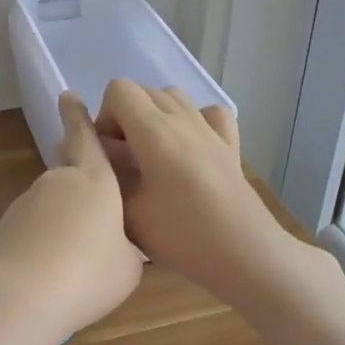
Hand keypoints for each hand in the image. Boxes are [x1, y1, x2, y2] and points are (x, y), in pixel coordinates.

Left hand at [0, 92, 142, 344]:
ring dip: (63, 216)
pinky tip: (52, 269)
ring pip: (51, 200)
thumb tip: (115, 243)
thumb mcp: (129, 265)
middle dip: (77, 170)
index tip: (67, 95)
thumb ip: (126, 245)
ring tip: (78, 254)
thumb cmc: (88, 274)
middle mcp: (57, 182)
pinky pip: (34, 225)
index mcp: (94, 180)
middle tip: (91, 189)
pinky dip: (45, 238)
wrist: (18, 296)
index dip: (78, 116)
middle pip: (68, 167)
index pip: (85, 137)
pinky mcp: (5, 227)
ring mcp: (27, 202)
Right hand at [92, 78, 276, 287]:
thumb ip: (107, 172)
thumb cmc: (181, 235)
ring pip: (174, 98)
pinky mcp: (231, 145)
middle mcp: (183, 119)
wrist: (244, 255)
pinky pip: (209, 114)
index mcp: (154, 130)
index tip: (109, 152)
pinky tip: (190, 148)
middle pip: (144, 91)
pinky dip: (194, 121)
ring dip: (155, 116)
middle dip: (126, 117)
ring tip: (153, 155)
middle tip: (126, 159)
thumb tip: (100, 152)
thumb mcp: (127, 210)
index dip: (105, 115)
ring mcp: (210, 130)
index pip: (118, 89)